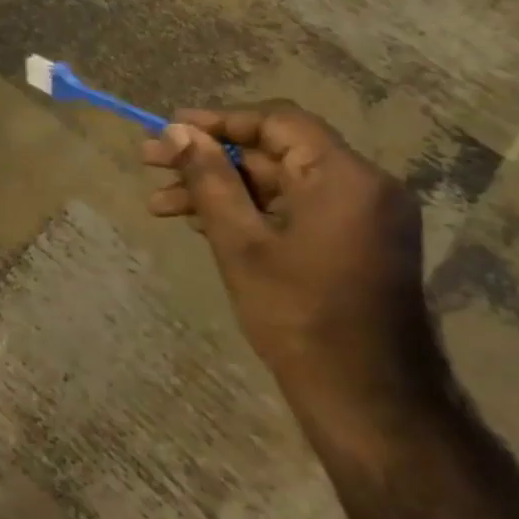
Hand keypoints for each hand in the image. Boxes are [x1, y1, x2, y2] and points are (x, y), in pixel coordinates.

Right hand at [141, 102, 443, 423]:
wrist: (367, 398)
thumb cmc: (298, 314)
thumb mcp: (240, 241)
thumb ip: (209, 178)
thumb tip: (176, 131)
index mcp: (345, 178)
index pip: (277, 121)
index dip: (218, 120)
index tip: (169, 130)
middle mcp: (363, 186)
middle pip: (274, 152)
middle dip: (208, 158)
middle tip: (150, 162)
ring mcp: (361, 216)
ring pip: (277, 183)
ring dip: (219, 188)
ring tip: (160, 203)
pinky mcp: (354, 242)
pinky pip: (294, 208)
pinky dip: (248, 210)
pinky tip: (201, 224)